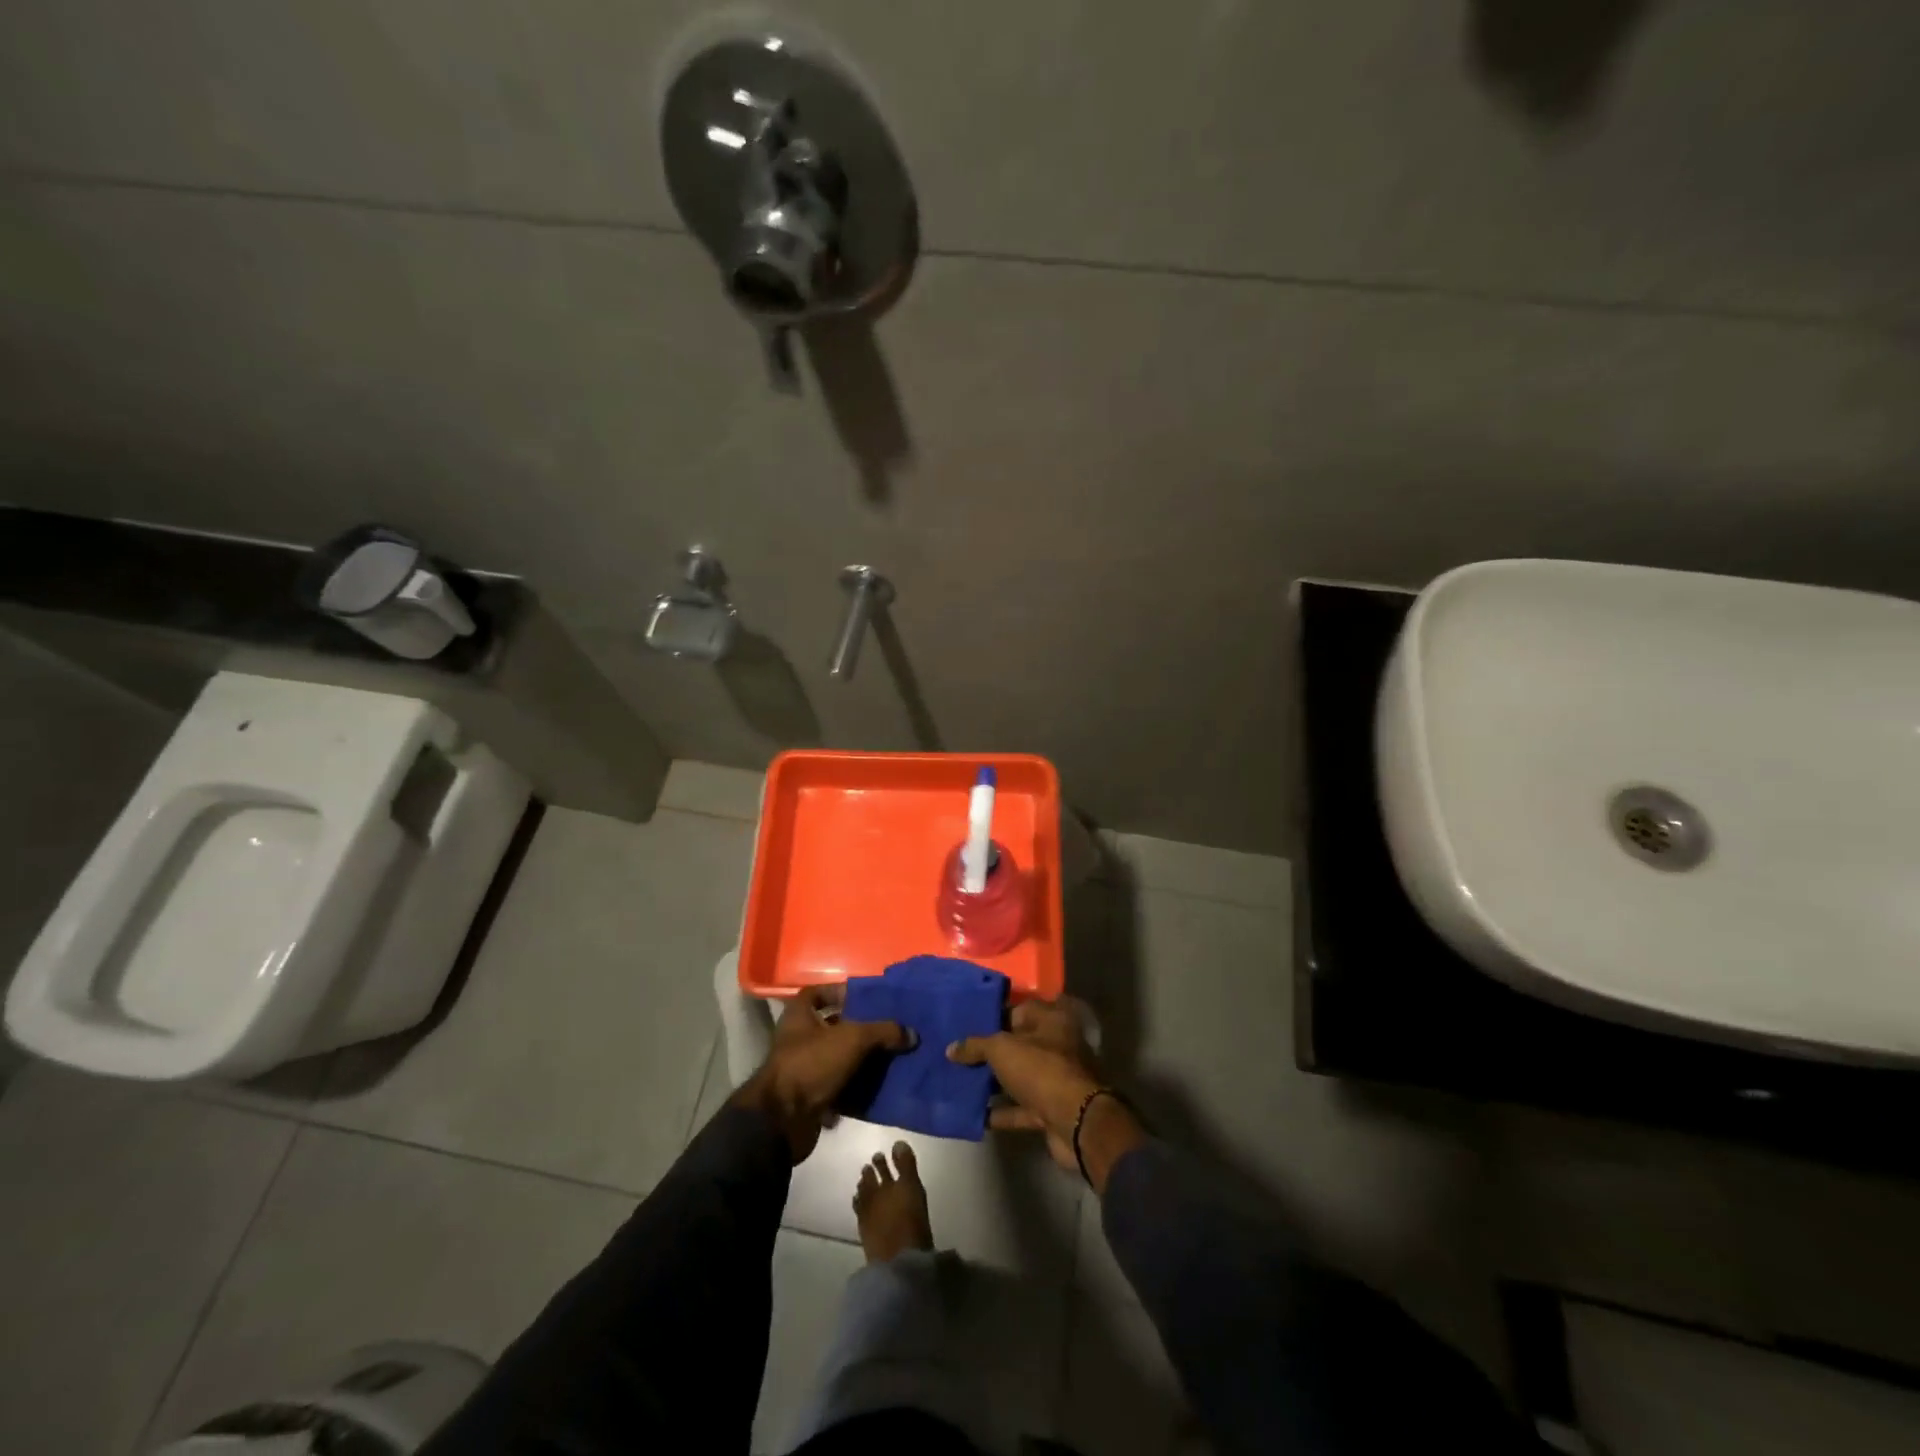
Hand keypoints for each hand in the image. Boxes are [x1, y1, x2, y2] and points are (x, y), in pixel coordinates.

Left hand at [733, 984, 912, 1160]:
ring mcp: (803, 1069)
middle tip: (887, 1028)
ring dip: (861, 1059)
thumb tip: (912, 1034)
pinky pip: (839, 1086)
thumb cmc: (811, 1064)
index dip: (840, 992)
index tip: (866, 998)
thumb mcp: (852, 1039)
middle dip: (859, 1028)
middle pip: (832, 1026)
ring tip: (890, 1056)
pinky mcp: (810, 1097)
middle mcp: (798, 1039)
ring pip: (838, 1058)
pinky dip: (856, 1087)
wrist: (782, 1121)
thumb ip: (883, 1032)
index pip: (817, 993)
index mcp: (799, 1016)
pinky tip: (880, 1085)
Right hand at [947, 997, 1144, 1189]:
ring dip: (994, 1082)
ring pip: (1019, 1076)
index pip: (1019, 1010)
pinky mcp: (1051, 1110)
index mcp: (1052, 1020)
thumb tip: (951, 1048)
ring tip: (960, 1082)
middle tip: (959, 1054)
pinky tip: (975, 1113)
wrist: (1076, 1122)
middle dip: (991, 1052)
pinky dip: (1001, 1111)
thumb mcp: (1002, 1049)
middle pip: (1019, 1044)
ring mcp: (1056, 1079)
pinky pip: (1020, 1107)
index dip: (994, 1016)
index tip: (967, 1024)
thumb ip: (976, 1046)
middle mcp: (1058, 1045)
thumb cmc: (1041, 1070)